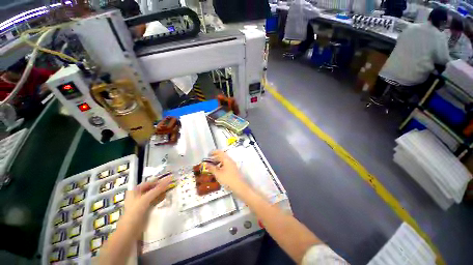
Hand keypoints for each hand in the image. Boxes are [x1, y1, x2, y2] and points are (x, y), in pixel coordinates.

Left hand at [123, 176, 174, 223]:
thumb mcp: (146, 198)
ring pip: (153, 195)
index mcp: (135, 191)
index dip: (158, 181)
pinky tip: (165, 198)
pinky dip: (159, 199)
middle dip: (160, 187)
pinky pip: (153, 202)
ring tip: (170, 190)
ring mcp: (141, 203)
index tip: (168, 180)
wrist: (129, 231)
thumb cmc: (135, 212)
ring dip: (161, 193)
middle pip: (151, 189)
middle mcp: (137, 196)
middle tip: (170, 185)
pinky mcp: (145, 210)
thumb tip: (169, 179)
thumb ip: (158, 189)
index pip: (148, 183)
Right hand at [207, 150, 244, 190]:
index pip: (220, 152)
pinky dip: (221, 166)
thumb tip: (206, 164)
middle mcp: (230, 160)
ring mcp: (232, 165)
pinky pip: (226, 165)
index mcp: (227, 159)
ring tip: (212, 166)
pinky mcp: (233, 169)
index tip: (208, 154)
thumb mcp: (218, 174)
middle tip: (209, 161)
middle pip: (222, 156)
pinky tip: (218, 171)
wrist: (239, 186)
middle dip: (215, 158)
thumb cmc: (228, 179)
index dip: (214, 152)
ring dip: (218, 162)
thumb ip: (211, 168)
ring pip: (224, 161)